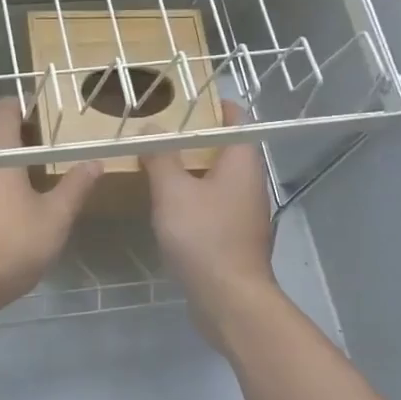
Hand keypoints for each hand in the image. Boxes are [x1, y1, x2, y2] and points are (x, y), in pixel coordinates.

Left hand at [0, 99, 99, 315]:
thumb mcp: (54, 218)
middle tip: (52, 153)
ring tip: (38, 183)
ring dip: (9, 169)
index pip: (6, 112)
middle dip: (23, 141)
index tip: (46, 114)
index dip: (25, 106)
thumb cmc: (11, 244)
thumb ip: (75, 187)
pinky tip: (13, 212)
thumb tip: (95, 161)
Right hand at [142, 102, 277, 349]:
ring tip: (159, 164)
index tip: (187, 100)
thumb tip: (151, 127)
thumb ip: (161, 157)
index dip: (214, 107)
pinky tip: (169, 206)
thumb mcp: (173, 192)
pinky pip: (214, 206)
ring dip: (193, 170)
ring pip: (219, 180)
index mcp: (242, 163)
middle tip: (161, 132)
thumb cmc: (204, 237)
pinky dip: (194, 198)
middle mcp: (250, 184)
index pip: (237, 120)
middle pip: (226, 150)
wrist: (229, 299)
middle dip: (196, 139)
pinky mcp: (235, 238)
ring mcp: (245, 213)